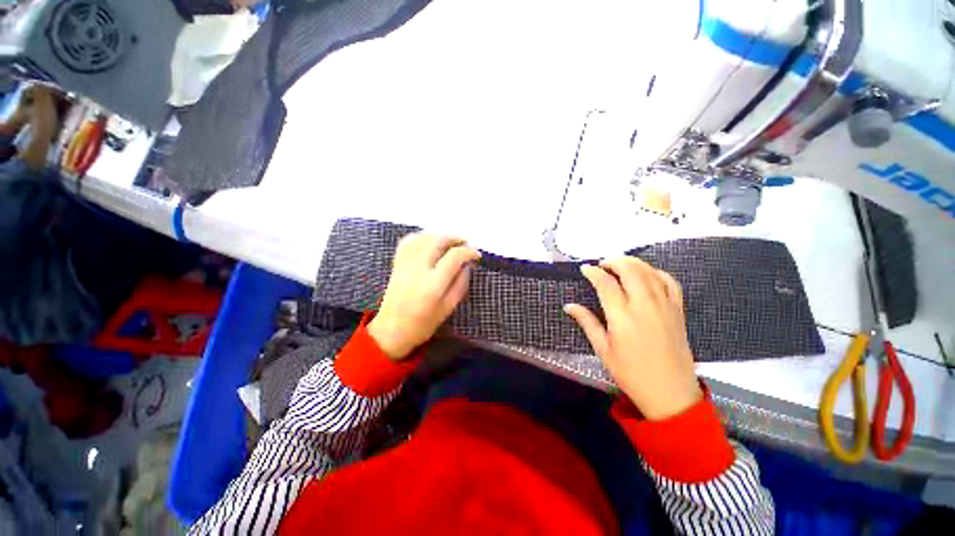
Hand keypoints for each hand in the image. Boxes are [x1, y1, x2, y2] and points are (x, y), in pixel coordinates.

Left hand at [367, 234, 480, 360]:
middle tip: (465, 243)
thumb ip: (460, 284)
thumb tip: (467, 265)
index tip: (476, 255)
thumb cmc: (423, 324)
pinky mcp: (397, 264)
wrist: (391, 330)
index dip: (468, 252)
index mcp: (433, 284)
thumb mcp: (448, 308)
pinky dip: (421, 237)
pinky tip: (429, 241)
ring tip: (450, 241)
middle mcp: (418, 269)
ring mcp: (405, 264)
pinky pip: (408, 242)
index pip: (454, 257)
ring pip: (423, 238)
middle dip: (454, 238)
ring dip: (439, 236)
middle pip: (437, 241)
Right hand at [565, 257, 701, 419]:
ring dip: (633, 263)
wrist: (670, 393)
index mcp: (622, 316)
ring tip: (620, 264)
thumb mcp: (603, 349)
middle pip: (630, 270)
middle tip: (602, 264)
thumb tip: (569, 306)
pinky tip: (647, 274)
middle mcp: (644, 305)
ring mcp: (664, 306)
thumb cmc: (630, 373)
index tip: (585, 269)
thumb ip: (587, 322)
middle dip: (613, 261)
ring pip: (649, 272)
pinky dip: (656, 272)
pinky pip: (669, 282)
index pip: (605, 283)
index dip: (593, 272)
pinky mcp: (677, 310)